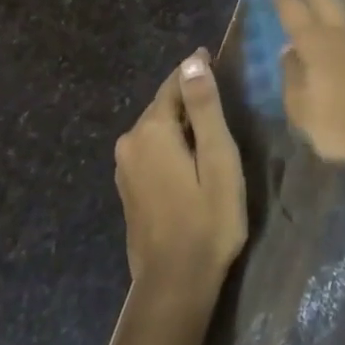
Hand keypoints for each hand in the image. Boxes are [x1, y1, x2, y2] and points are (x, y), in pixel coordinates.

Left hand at [113, 50, 247, 305]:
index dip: (196, 71)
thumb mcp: (217, 158)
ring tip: (209, 127)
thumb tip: (193, 61)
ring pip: (157, 129)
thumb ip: (204, 107)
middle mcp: (130, 142)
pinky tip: (191, 159)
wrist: (174, 286)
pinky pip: (152, 150)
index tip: (214, 58)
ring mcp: (125, 167)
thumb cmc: (207, 219)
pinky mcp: (128, 189)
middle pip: (164, 105)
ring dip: (181, 123)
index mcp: (151, 130)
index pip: (175, 84)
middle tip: (220, 95)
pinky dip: (171, 145)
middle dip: (189, 98)